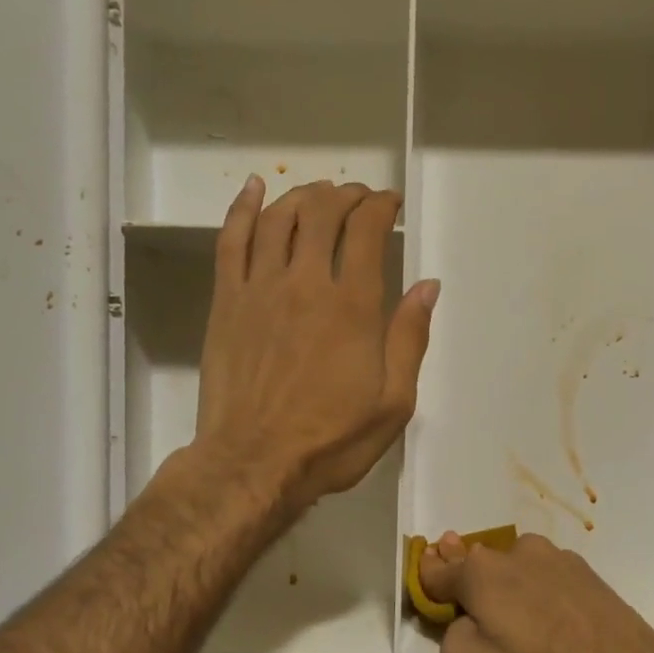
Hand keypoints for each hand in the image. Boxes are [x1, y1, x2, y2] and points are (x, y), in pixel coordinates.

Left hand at [195, 176, 437, 513]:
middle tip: (359, 198)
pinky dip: (243, 209)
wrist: (254, 463)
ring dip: (303, 196)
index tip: (390, 204)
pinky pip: (230, 241)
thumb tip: (427, 285)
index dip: (380, 206)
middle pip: (323, 213)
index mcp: (353, 308)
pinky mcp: (226, 303)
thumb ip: (410, 339)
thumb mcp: (393, 403)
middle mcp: (306, 284)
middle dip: (345, 195)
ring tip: (319, 194)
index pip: (366, 231)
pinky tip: (254, 189)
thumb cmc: (331, 440)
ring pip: (278, 219)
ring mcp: (260, 289)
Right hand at [417, 533, 653, 652]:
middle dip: (469, 579)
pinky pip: (548, 580)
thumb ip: (449, 634)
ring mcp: (557, 559)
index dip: (427, 580)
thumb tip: (465, 618)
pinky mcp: (588, 574)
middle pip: (479, 563)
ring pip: (517, 568)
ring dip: (509, 586)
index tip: (427, 588)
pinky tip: (553, 623)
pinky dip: (541, 594)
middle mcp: (516, 552)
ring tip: (521, 624)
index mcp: (479, 572)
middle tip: (472, 605)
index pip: (438, 569)